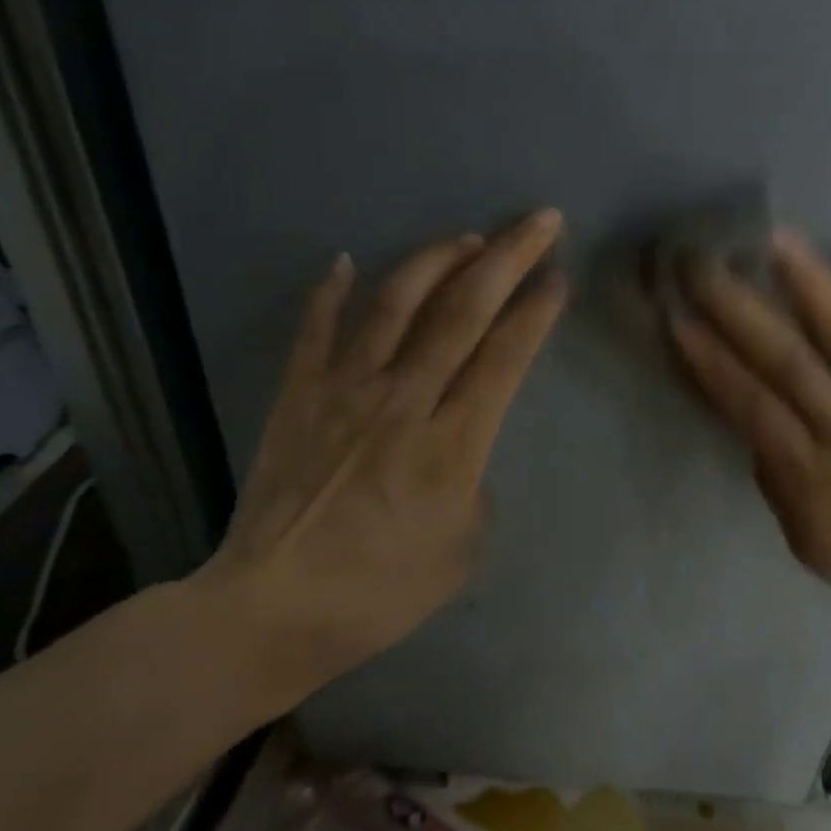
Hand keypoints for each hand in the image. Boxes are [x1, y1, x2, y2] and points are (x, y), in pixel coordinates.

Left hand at [196, 210, 567, 711]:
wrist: (272, 610)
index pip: (505, 356)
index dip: (536, 311)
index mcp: (452, 443)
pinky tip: (344, 260)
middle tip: (539, 220)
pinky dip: (329, 291)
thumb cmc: (379, 591)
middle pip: (463, 312)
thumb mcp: (460, 551)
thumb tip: (459, 449)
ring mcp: (345, 391)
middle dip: (508, 258)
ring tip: (466, 237)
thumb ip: (473, 487)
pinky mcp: (298, 396)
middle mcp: (403, 400)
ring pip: (396, 304)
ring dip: (436, 260)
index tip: (558, 277)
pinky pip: (315, 331)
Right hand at [668, 229, 830, 666]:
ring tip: (779, 239)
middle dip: (738, 308)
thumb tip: (758, 417)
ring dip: (812, 286)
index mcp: (811, 470)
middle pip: (787, 358)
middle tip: (703, 263)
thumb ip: (777, 476)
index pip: (749, 402)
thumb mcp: (805, 541)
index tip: (677, 316)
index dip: (710, 359)